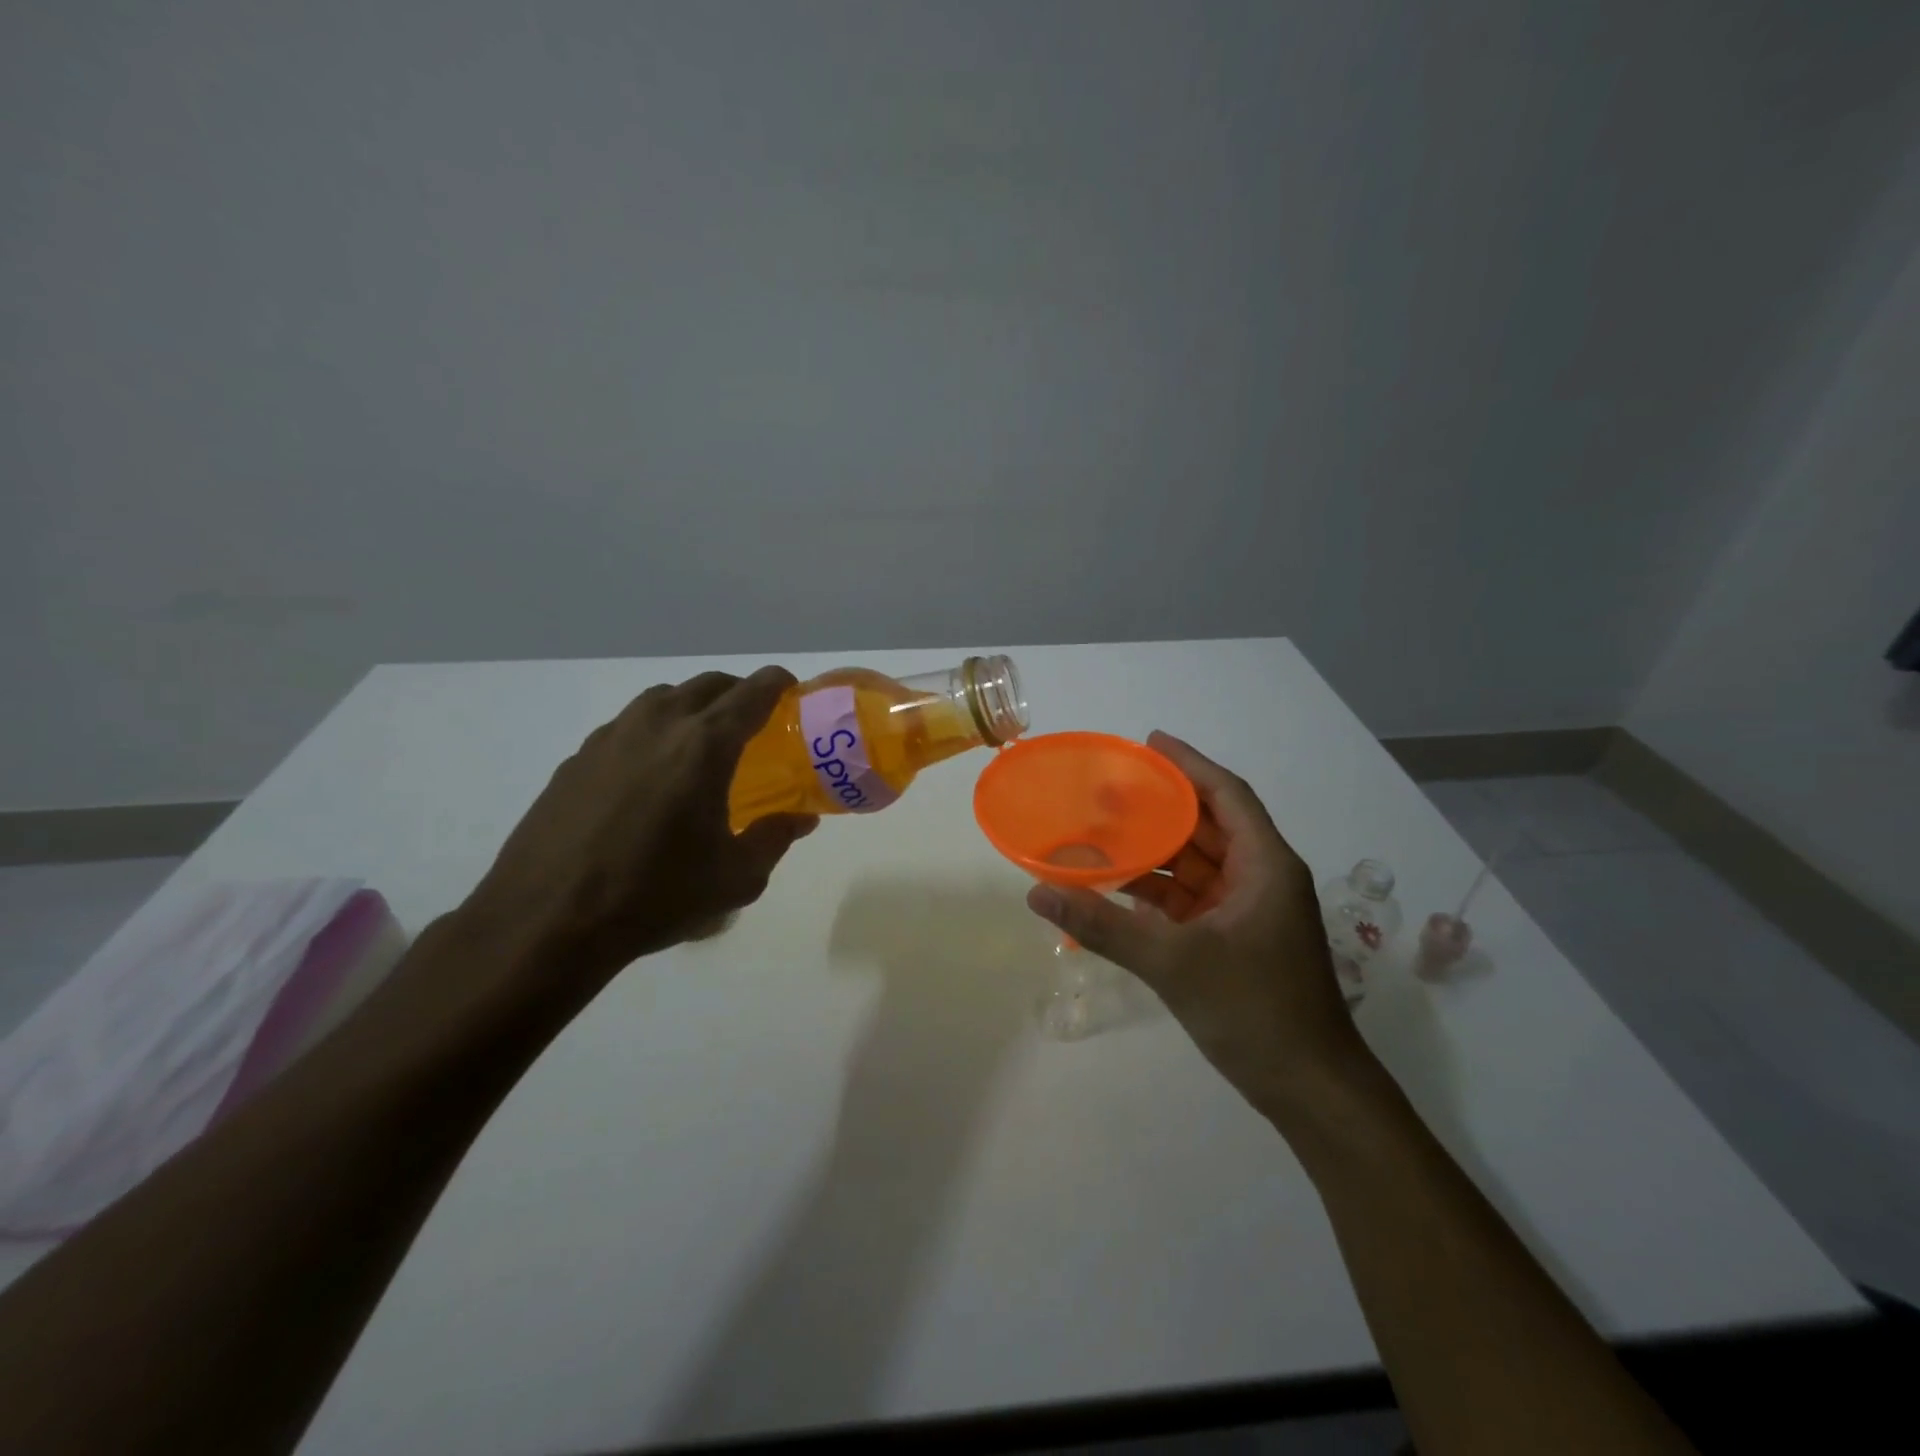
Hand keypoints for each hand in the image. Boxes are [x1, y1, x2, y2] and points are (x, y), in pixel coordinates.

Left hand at [459, 667, 816, 994]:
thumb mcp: (736, 877)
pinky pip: (629, 724)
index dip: (779, 684)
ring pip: (664, 698)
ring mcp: (612, 736)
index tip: (793, 691)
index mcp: (704, 745)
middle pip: (709, 685)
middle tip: (756, 721)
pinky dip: (655, 731)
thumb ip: (775, 838)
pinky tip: (652, 774)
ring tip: (703, 743)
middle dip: (739, 692)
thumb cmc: (656, 895)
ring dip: (694, 706)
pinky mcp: (578, 757)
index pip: (753, 692)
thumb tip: (800, 818)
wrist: (547, 920)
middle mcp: (659, 724)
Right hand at [1025, 731, 1368, 1119]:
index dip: (1189, 764)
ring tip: (1101, 834)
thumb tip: (1038, 893)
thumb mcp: (1174, 962)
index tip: (1149, 742)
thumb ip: (1104, 925)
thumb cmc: (1255, 1010)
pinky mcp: (1235, 940)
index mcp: (1265, 865)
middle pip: (1207, 826)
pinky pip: (1190, 900)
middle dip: (1160, 807)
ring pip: (1195, 865)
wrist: (1309, 1090)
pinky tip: (1116, 888)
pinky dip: (1156, 892)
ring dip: (1153, 852)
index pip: (1225, 795)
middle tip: (1108, 789)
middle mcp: (1260, 878)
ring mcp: (1248, 911)